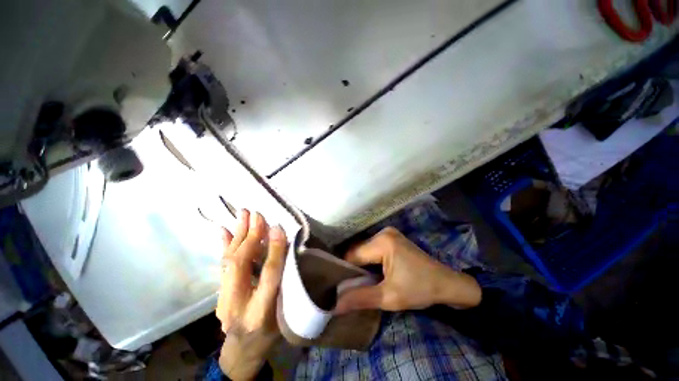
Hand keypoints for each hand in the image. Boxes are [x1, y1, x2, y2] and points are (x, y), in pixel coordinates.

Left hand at [216, 209, 286, 379]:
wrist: (243, 350)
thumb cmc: (272, 331)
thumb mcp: (286, 311)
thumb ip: (288, 282)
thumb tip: (289, 248)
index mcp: (261, 313)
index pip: (268, 276)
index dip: (274, 250)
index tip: (278, 228)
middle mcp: (238, 306)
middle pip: (242, 265)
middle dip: (251, 237)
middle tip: (257, 215)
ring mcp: (223, 300)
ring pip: (229, 262)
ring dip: (238, 235)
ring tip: (242, 214)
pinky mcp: (219, 294)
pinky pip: (222, 265)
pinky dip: (225, 245)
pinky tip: (224, 230)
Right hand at [334, 227, 481, 314]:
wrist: (447, 284)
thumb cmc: (420, 289)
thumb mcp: (389, 297)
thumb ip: (360, 298)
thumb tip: (334, 305)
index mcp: (382, 242)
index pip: (353, 255)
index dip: (345, 271)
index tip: (339, 287)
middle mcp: (383, 232)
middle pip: (358, 251)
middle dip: (354, 269)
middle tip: (351, 286)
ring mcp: (388, 233)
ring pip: (364, 250)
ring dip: (361, 265)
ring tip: (361, 281)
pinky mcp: (392, 238)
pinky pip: (372, 249)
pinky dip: (369, 261)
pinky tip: (372, 273)